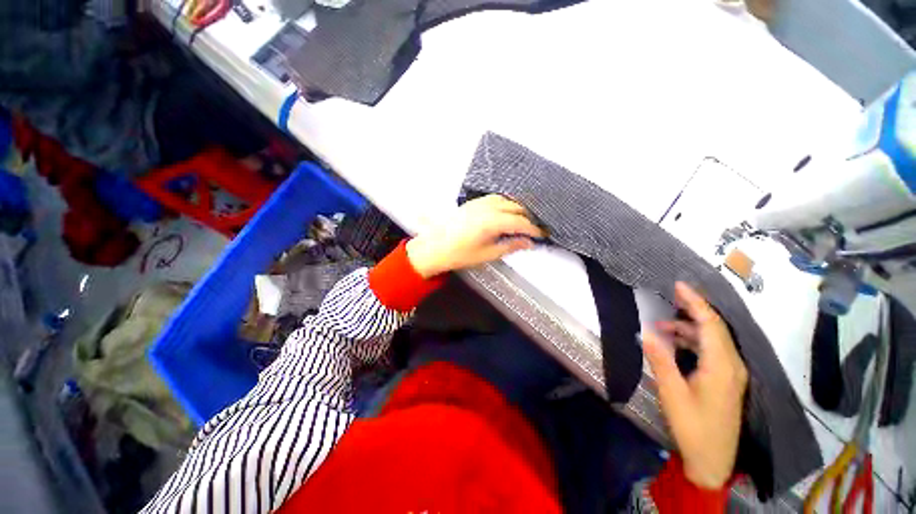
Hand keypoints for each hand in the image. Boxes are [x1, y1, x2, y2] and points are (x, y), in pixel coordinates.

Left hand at [406, 195, 544, 277]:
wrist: (434, 248)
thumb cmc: (459, 254)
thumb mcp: (487, 254)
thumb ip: (510, 246)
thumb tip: (528, 243)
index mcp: (492, 222)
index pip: (520, 222)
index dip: (534, 228)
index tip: (543, 234)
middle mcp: (487, 208)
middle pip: (516, 207)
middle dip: (529, 217)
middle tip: (536, 228)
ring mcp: (479, 203)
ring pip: (506, 200)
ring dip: (518, 208)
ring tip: (525, 219)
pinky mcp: (473, 203)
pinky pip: (495, 198)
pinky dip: (506, 203)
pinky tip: (508, 211)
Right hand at [643, 282, 748, 489]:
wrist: (713, 461)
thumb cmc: (693, 426)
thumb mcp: (672, 393)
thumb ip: (661, 360)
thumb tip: (646, 331)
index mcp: (721, 366)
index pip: (711, 324)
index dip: (696, 302)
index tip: (678, 285)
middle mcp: (731, 365)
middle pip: (715, 328)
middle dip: (693, 309)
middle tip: (670, 295)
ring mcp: (730, 373)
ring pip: (712, 339)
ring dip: (689, 328)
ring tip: (661, 325)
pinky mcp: (725, 380)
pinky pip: (711, 351)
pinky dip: (693, 341)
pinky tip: (674, 343)